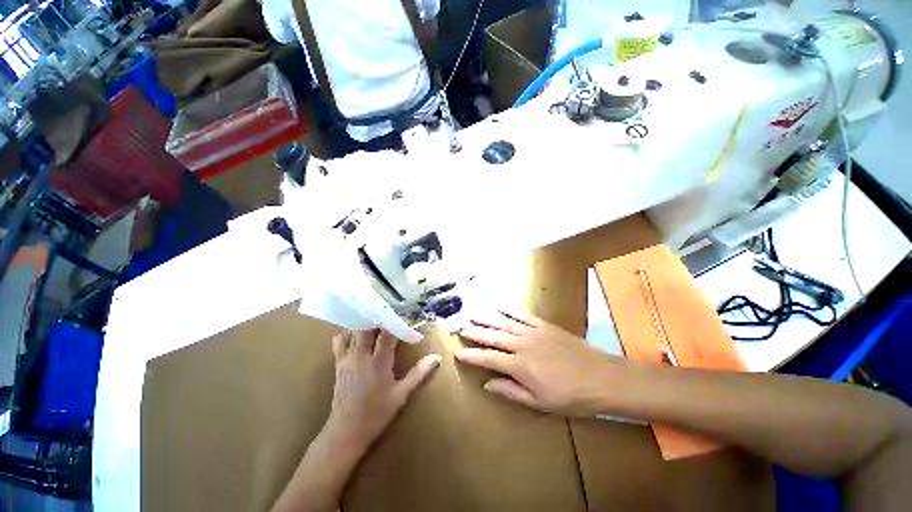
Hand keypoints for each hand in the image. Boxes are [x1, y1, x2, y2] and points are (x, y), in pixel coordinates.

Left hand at [324, 329, 440, 452]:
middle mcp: (361, 355)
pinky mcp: (338, 363)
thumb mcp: (401, 394)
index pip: (387, 333)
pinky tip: (357, 335)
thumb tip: (437, 357)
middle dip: (380, 318)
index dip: (397, 322)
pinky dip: (347, 333)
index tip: (407, 317)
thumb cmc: (376, 414)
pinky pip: (339, 341)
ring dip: (365, 323)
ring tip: (376, 320)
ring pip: (354, 331)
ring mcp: (347, 358)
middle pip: (368, 326)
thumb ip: (419, 373)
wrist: (345, 432)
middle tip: (391, 315)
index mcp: (379, 362)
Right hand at [455, 311, 626, 416]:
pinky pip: (523, 315)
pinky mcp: (544, 325)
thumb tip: (487, 384)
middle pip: (493, 337)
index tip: (458, 353)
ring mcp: (533, 332)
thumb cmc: (570, 396)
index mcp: (519, 366)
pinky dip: (510, 310)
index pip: (488, 358)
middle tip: (461, 328)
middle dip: (475, 332)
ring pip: (504, 323)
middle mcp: (522, 345)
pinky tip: (500, 306)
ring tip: (473, 314)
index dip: (472, 356)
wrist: (602, 377)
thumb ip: (511, 391)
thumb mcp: (539, 402)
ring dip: (488, 318)